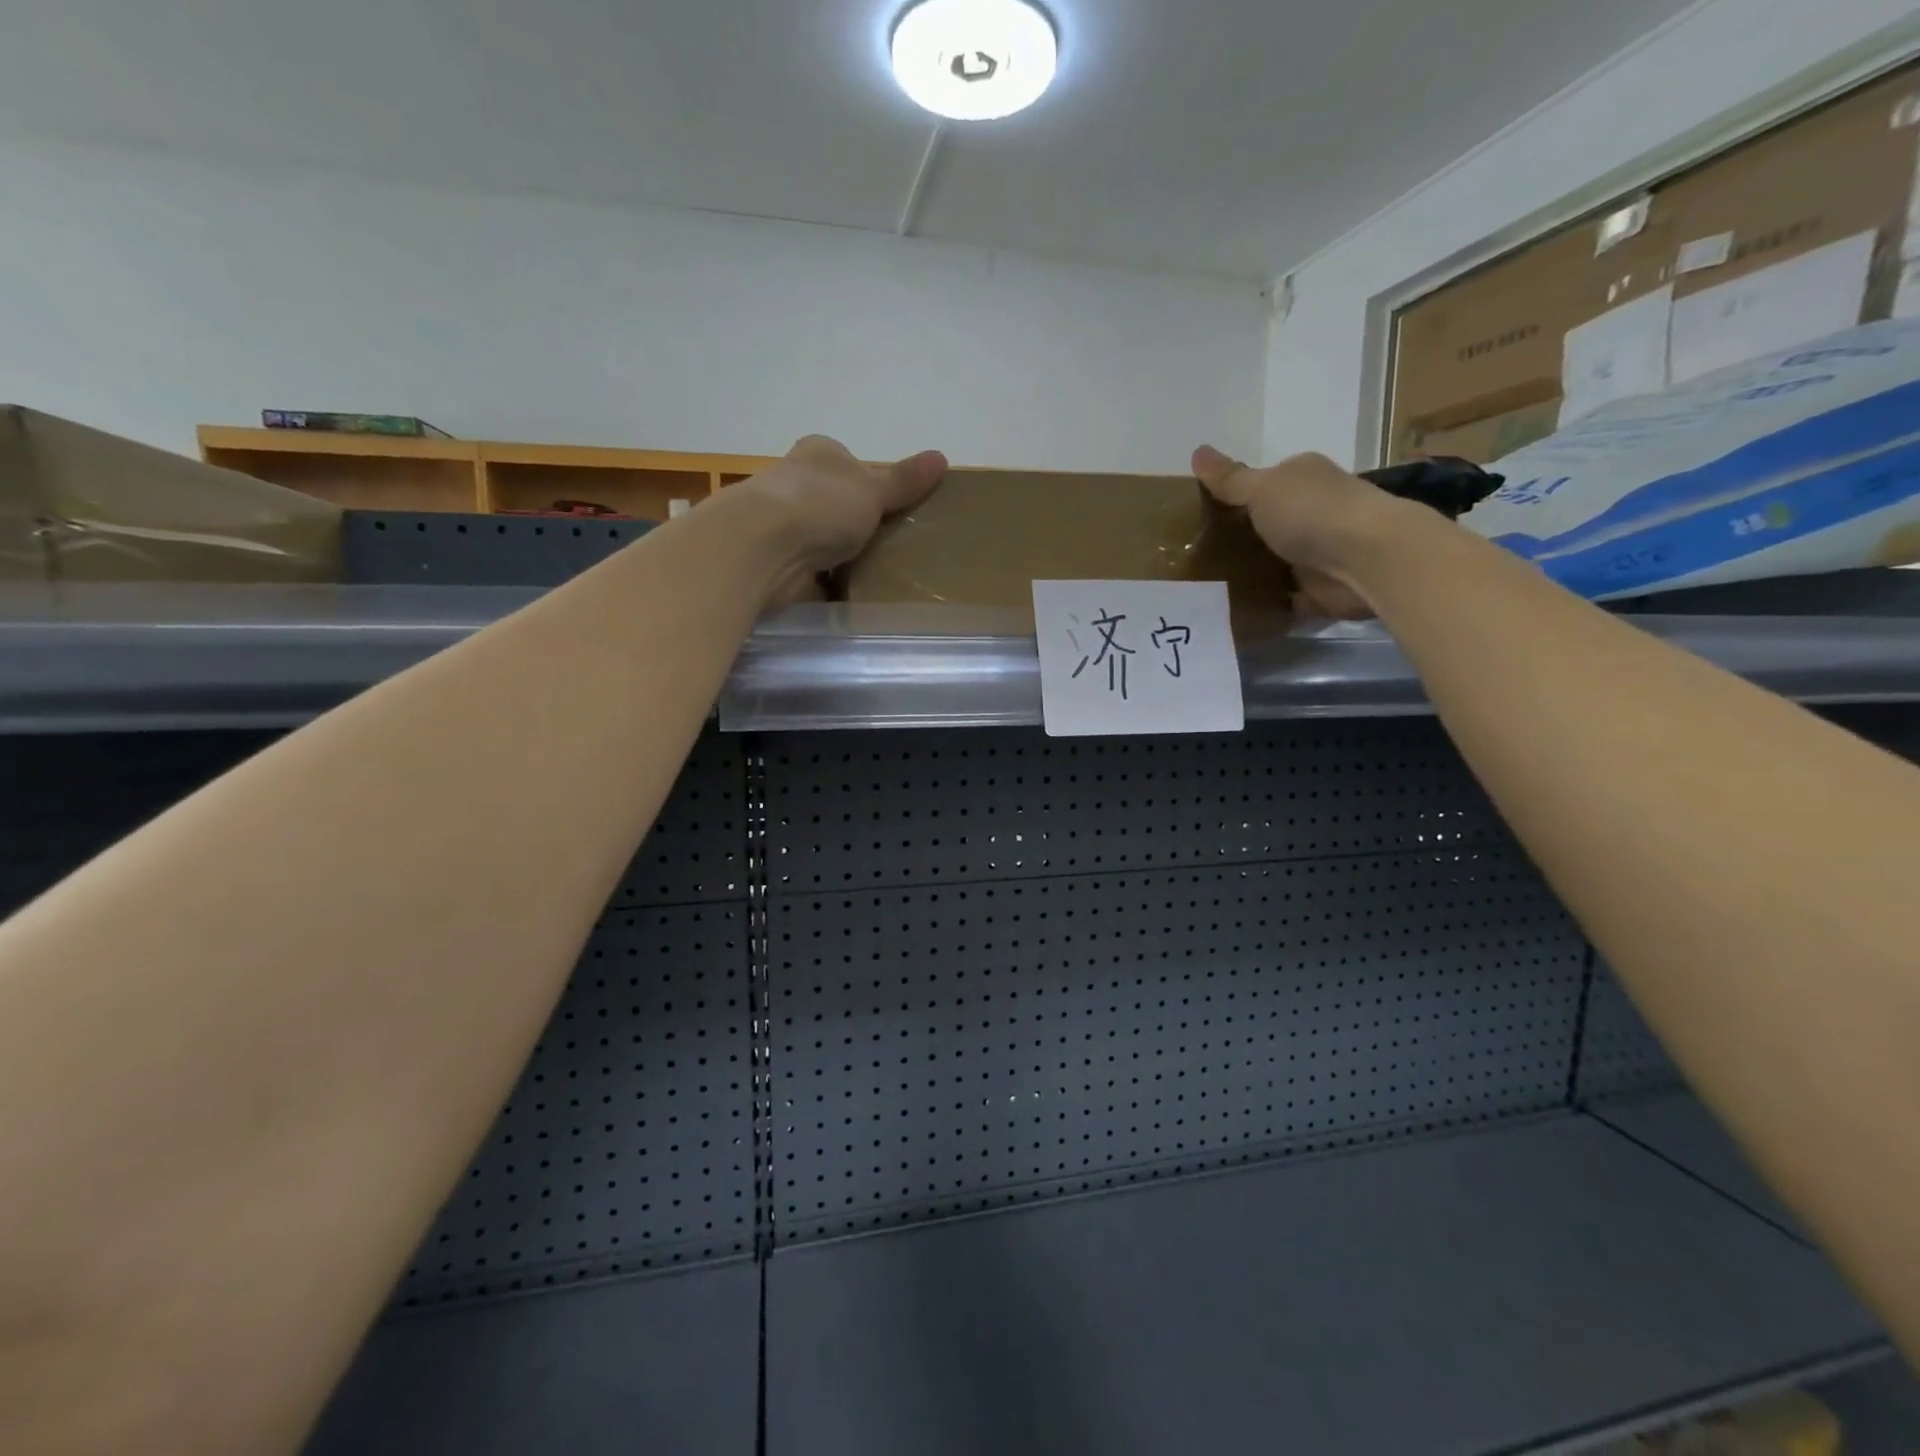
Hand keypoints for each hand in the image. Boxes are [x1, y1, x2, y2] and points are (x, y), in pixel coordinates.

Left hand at [736, 434, 947, 576]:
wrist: (765, 549)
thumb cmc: (821, 504)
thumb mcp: (873, 488)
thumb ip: (905, 480)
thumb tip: (941, 457)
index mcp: (818, 455)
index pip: (848, 464)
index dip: (871, 484)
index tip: (895, 509)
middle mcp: (796, 486)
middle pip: (836, 505)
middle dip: (860, 525)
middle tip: (899, 547)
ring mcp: (784, 528)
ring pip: (824, 542)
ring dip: (844, 558)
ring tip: (885, 578)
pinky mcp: (779, 566)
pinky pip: (814, 576)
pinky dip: (830, 586)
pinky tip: (854, 598)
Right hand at [1192, 445, 1413, 619]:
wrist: (1365, 560)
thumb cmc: (1312, 513)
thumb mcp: (1261, 489)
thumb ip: (1229, 479)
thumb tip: (1197, 451)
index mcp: (1303, 478)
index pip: (1263, 485)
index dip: (1233, 499)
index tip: (1199, 519)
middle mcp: (1314, 511)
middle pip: (1266, 526)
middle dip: (1236, 540)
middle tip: (1193, 557)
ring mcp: (1318, 552)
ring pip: (1273, 563)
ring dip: (1248, 575)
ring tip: (1203, 588)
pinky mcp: (1319, 590)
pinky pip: (1283, 599)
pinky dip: (1264, 605)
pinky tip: (1232, 611)